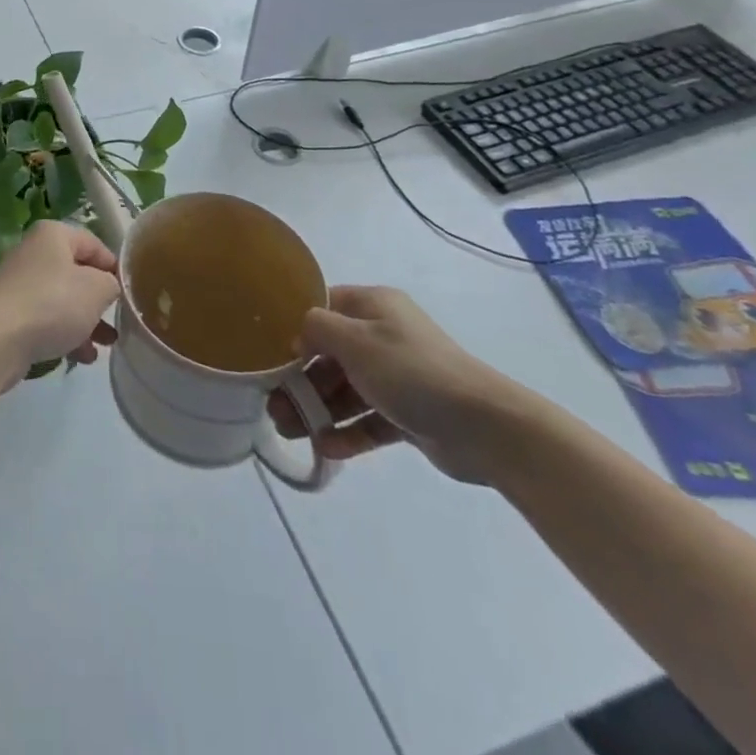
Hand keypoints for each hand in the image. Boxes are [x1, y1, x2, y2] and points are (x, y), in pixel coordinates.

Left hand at [0, 221, 119, 378]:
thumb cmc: (53, 303)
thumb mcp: (97, 289)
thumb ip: (111, 284)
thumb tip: (108, 287)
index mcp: (53, 235)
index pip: (94, 244)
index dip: (115, 268)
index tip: (130, 293)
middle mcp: (34, 253)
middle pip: (78, 273)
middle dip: (100, 300)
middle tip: (118, 320)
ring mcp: (20, 284)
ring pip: (63, 299)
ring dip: (86, 321)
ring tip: (105, 345)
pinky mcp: (11, 313)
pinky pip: (46, 319)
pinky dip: (65, 334)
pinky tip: (82, 357)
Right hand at [269, 285, 534, 483]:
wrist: (485, 427)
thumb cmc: (411, 370)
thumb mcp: (355, 340)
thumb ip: (317, 329)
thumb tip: (299, 335)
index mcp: (373, 307)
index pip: (324, 308)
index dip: (296, 327)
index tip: (270, 352)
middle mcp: (383, 336)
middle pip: (330, 355)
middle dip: (300, 381)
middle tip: (273, 406)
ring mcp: (397, 377)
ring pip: (346, 391)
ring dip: (317, 410)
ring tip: (289, 432)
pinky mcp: (408, 414)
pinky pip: (368, 420)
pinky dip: (346, 432)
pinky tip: (324, 448)